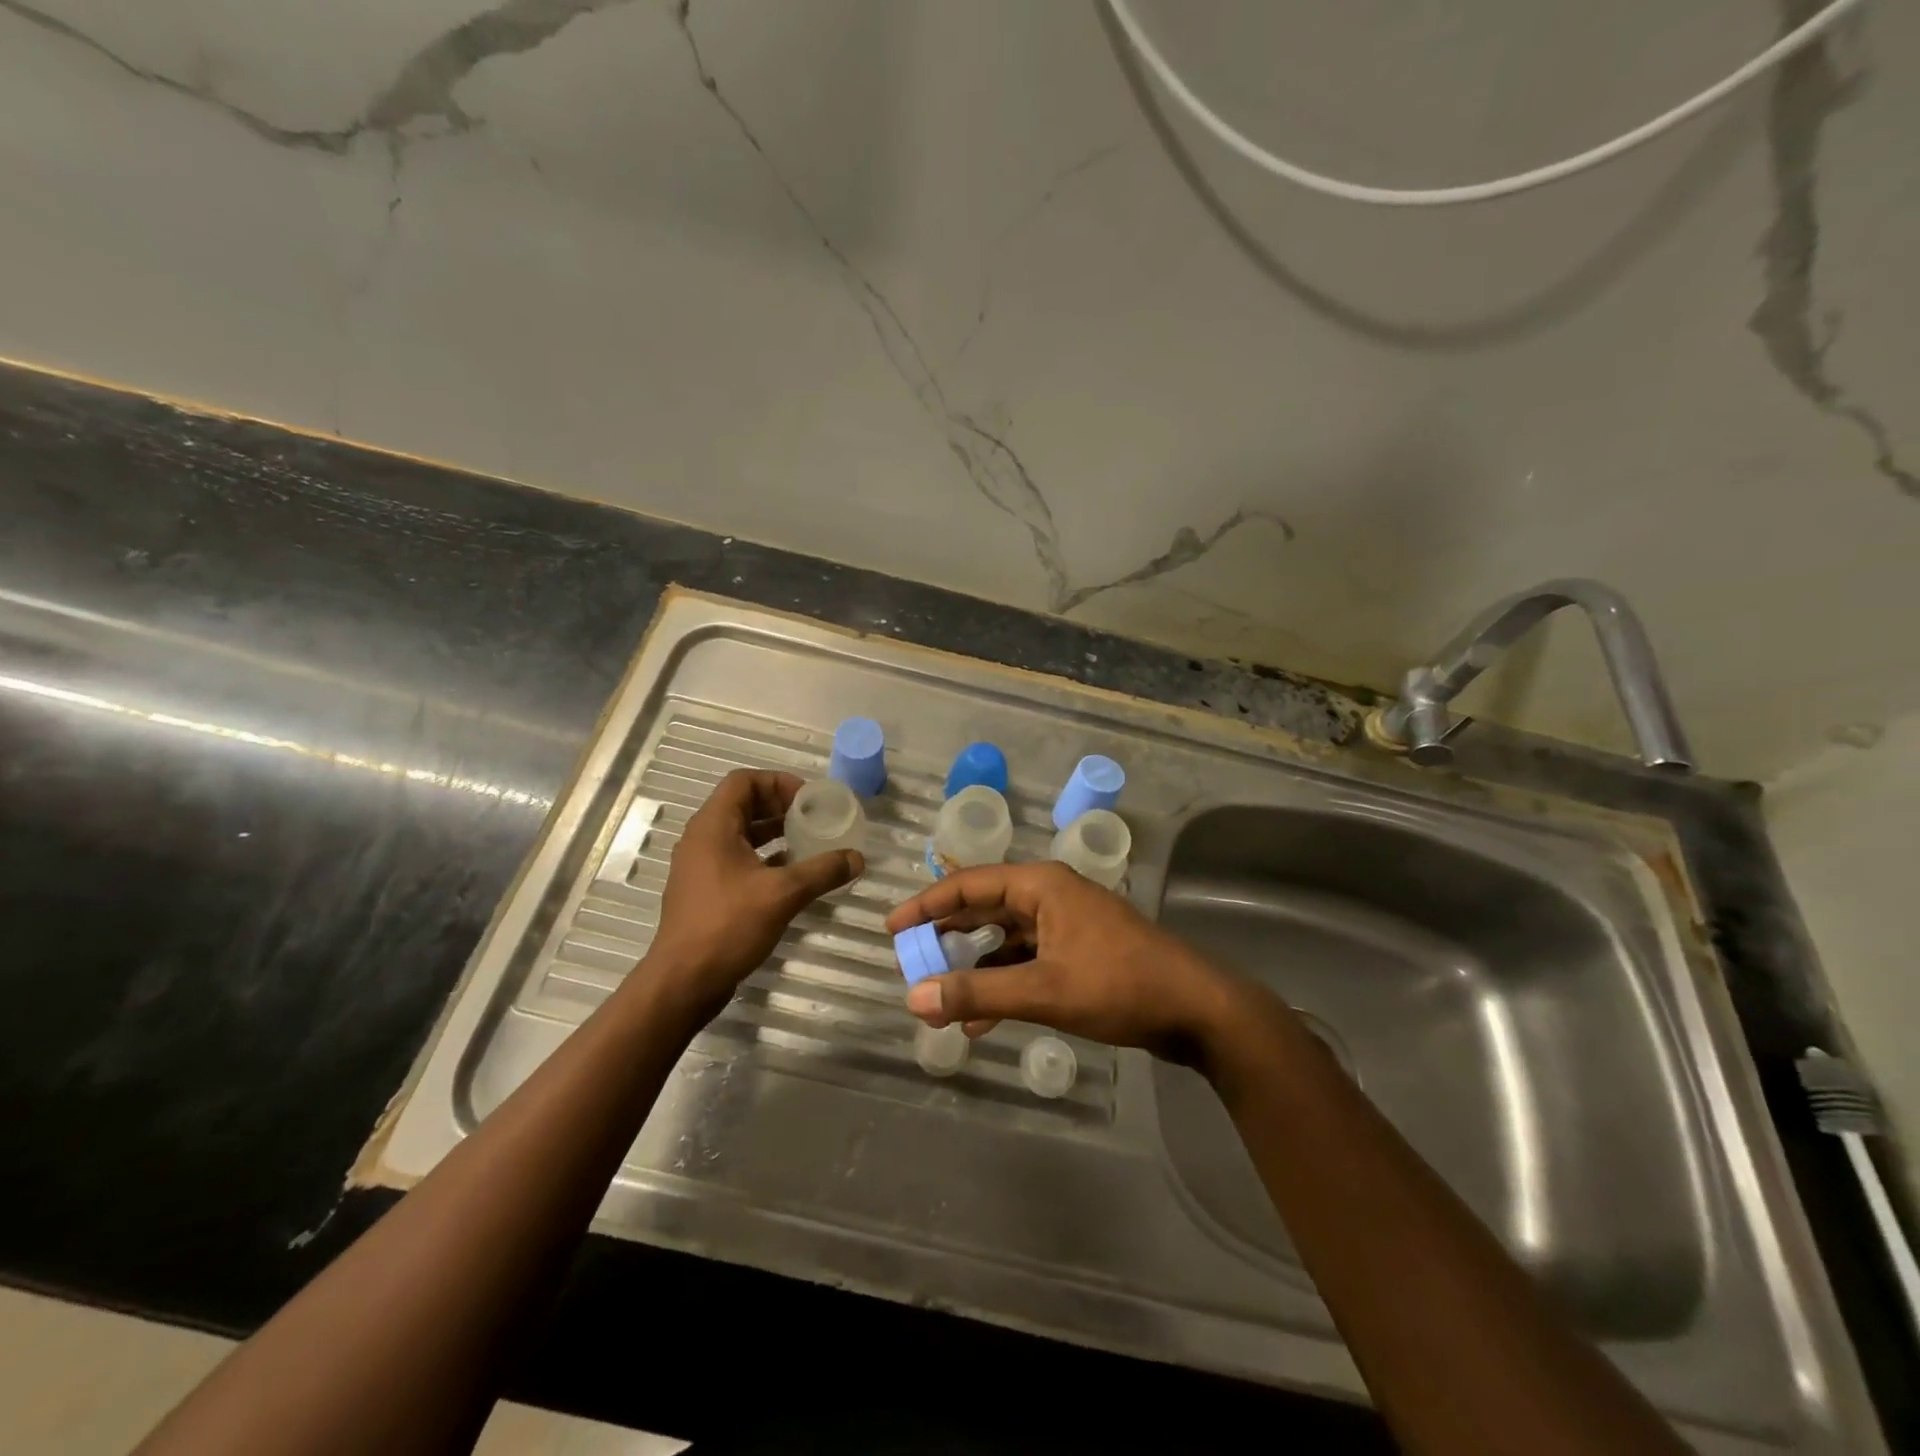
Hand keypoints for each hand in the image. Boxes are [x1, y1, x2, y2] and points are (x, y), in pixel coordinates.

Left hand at [648, 770, 861, 1016]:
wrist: (683, 982)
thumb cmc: (728, 926)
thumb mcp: (783, 894)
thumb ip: (822, 871)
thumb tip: (857, 858)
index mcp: (713, 827)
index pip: (743, 781)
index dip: (778, 782)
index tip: (809, 800)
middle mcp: (702, 839)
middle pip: (743, 804)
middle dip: (780, 806)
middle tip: (814, 818)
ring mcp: (701, 866)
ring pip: (741, 833)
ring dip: (774, 832)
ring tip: (808, 842)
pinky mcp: (705, 890)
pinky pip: (737, 859)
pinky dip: (764, 858)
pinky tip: (791, 875)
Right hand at [884, 862, 1236, 1063]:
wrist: (1196, 1009)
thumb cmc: (1119, 985)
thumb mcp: (1044, 990)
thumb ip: (978, 993)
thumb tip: (914, 998)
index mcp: (1041, 886)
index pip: (969, 885)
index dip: (926, 905)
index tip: (891, 929)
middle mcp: (1050, 896)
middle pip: (984, 907)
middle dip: (947, 935)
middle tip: (909, 958)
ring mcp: (1066, 924)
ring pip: (1004, 938)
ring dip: (973, 966)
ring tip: (938, 994)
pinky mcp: (1078, 952)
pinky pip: (1026, 960)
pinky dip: (1002, 983)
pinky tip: (980, 1019)